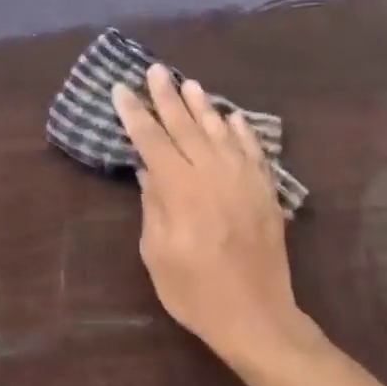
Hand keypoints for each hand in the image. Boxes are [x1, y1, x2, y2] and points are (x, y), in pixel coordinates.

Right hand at [112, 63, 323, 374]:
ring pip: (220, 131)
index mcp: (180, 189)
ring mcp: (244, 179)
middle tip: (155, 70)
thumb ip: (153, 205)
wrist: (256, 315)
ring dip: (203, 106)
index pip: (152, 140)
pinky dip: (242, 131)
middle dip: (167, 97)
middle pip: (186, 126)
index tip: (121, 89)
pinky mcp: (266, 191)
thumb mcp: (157, 253)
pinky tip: (233, 116)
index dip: (135, 113)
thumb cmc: (195, 291)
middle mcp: (213, 173)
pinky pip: (253, 150)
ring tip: (189, 83)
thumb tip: (148, 169)